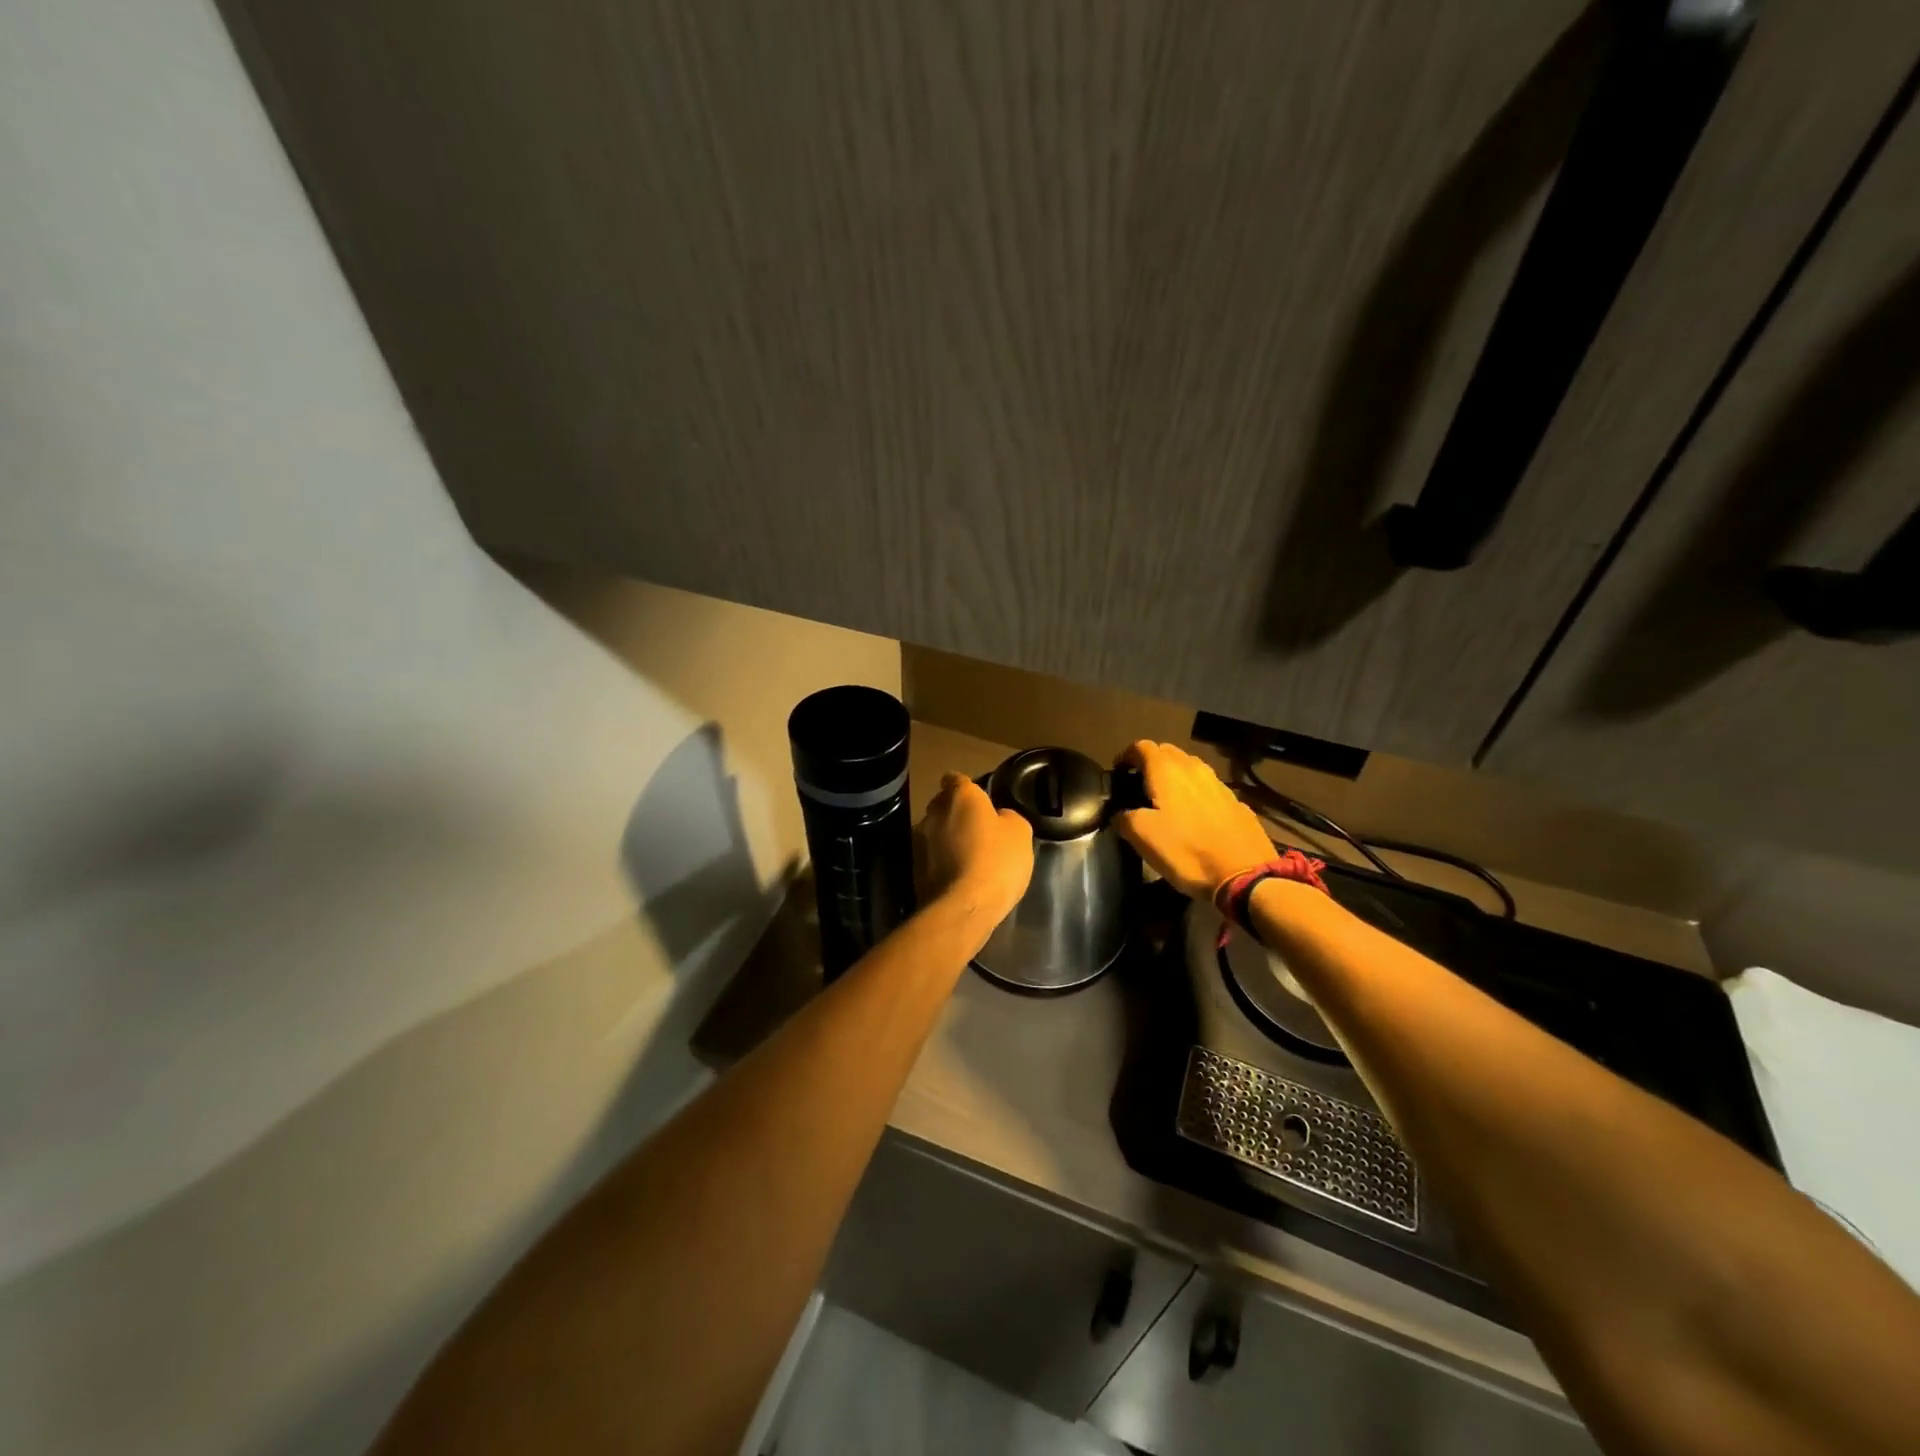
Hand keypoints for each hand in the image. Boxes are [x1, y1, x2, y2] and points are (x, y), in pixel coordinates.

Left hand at [921, 774, 1033, 924]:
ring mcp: (921, 841)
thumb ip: (1007, 817)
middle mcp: (934, 813)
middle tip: (978, 829)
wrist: (965, 906)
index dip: (966, 787)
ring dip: (948, 839)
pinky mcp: (915, 868)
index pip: (956, 779)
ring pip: (935, 831)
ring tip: (969, 856)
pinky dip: (943, 862)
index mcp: (960, 796)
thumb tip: (998, 818)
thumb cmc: (997, 860)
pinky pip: (932, 857)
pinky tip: (960, 876)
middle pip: (943, 805)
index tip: (979, 800)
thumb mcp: (1020, 832)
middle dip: (956, 813)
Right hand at [1113, 741, 1274, 901]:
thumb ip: (1124, 818)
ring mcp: (1219, 783)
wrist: (1244, 874)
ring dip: (1175, 775)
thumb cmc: (1186, 851)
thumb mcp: (1142, 837)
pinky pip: (1208, 787)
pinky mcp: (1236, 802)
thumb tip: (1121, 813)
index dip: (1126, 756)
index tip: (1118, 773)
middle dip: (1151, 762)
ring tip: (1166, 798)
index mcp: (1167, 771)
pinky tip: (1194, 815)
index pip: (1141, 747)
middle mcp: (1194, 768)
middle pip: (1167, 752)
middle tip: (1139, 785)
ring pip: (1190, 767)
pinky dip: (1195, 792)